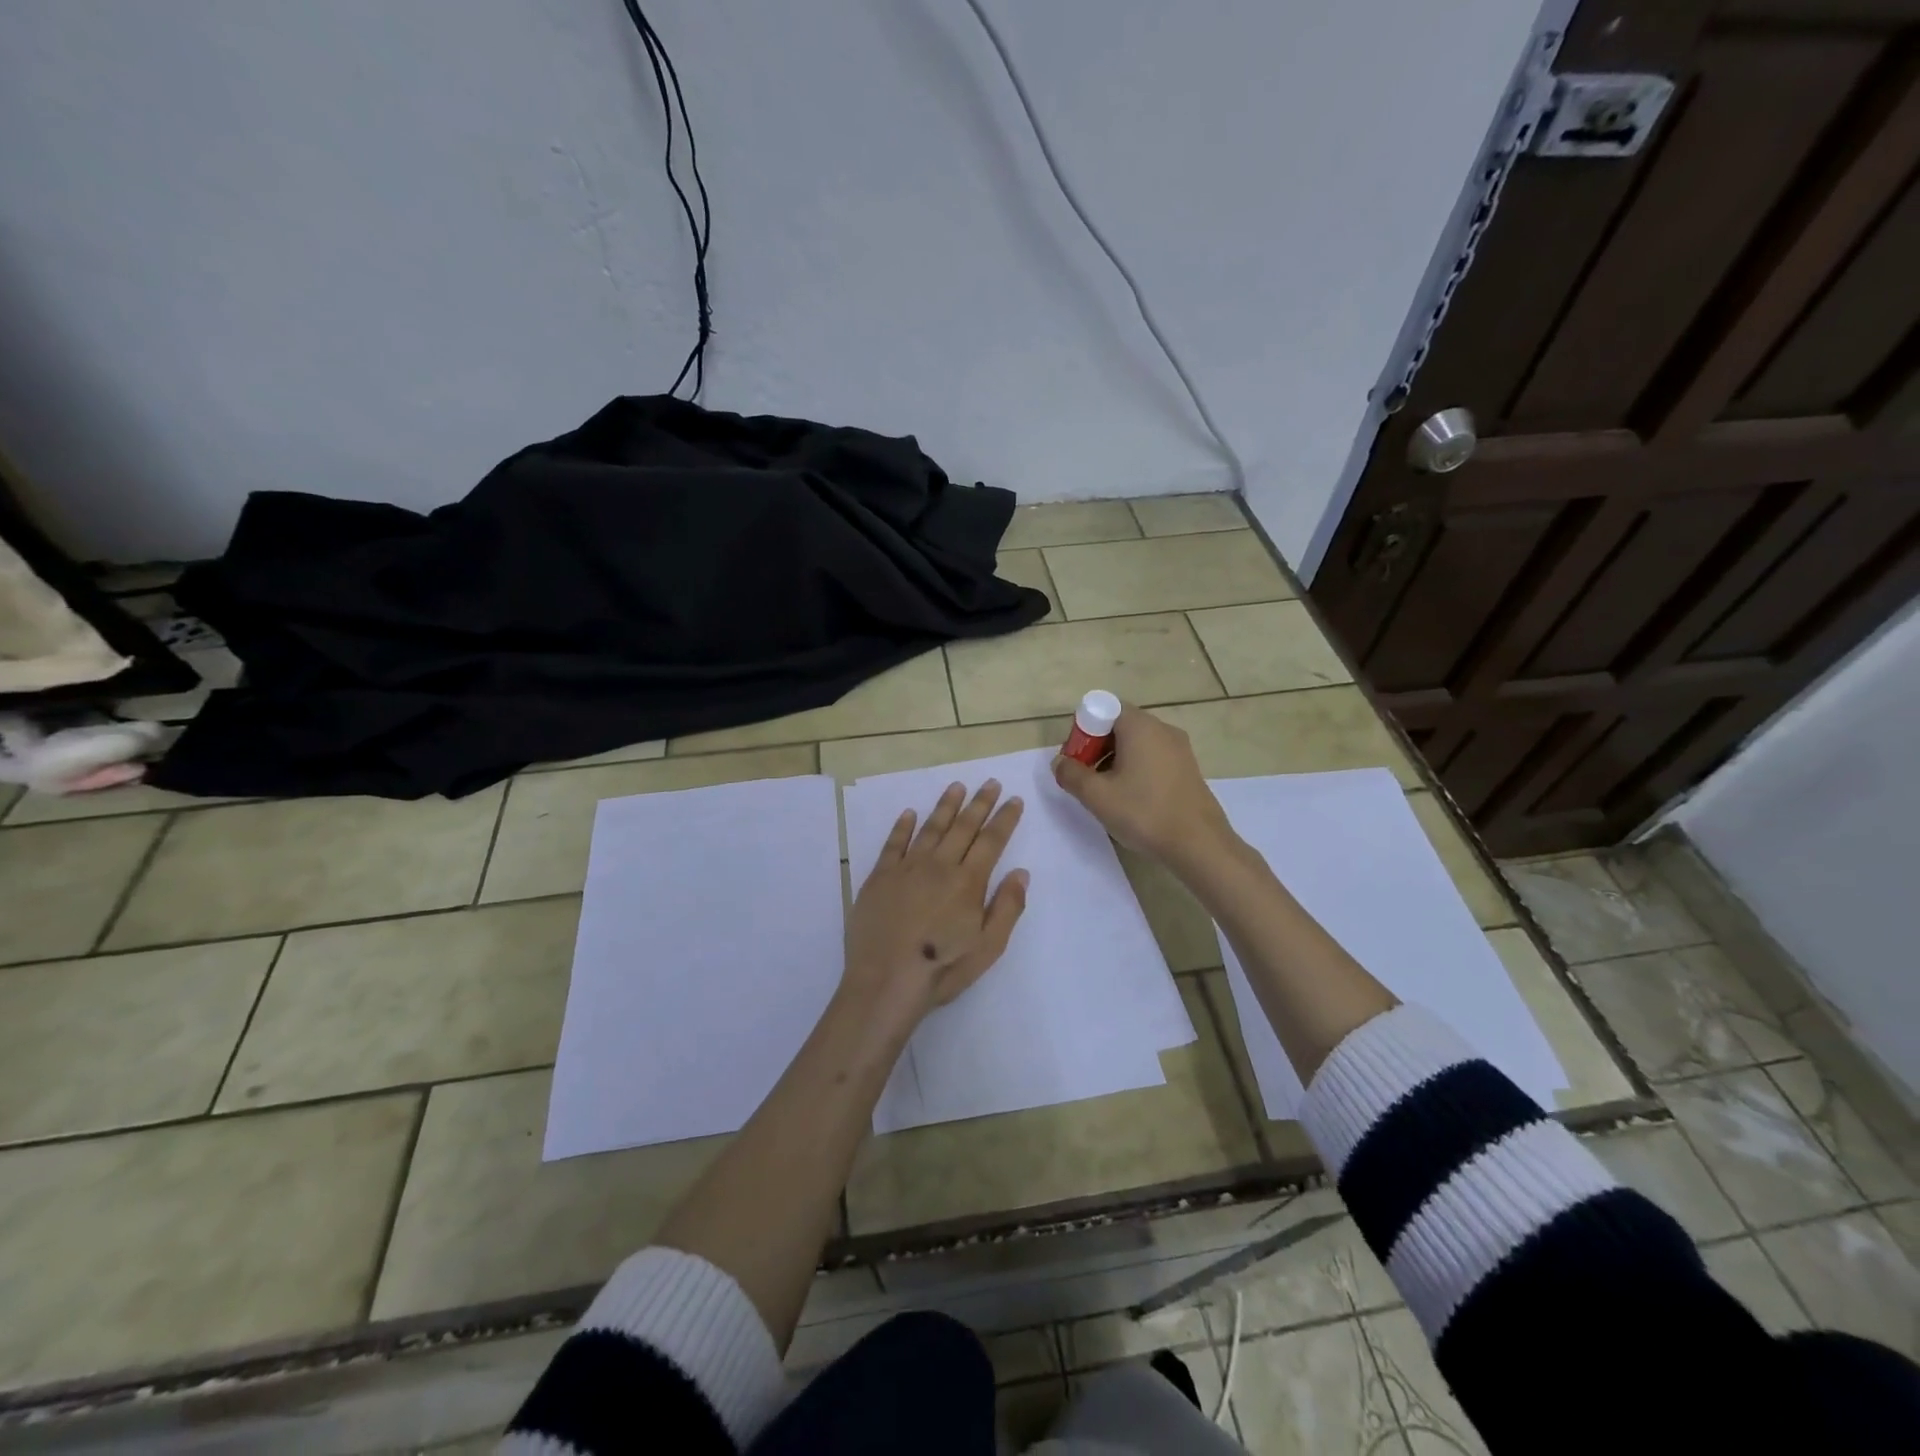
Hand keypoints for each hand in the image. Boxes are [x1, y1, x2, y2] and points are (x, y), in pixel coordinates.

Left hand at [843, 779, 1027, 1019]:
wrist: (884, 982)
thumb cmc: (941, 969)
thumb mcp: (988, 948)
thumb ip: (1007, 907)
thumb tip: (1021, 872)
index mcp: (968, 882)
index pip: (991, 841)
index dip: (1005, 818)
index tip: (1014, 800)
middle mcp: (939, 866)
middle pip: (963, 827)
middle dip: (980, 803)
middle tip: (990, 783)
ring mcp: (906, 868)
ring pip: (930, 828)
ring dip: (945, 806)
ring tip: (957, 787)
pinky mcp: (880, 877)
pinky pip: (893, 843)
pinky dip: (902, 826)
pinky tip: (909, 813)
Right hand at [1052, 705, 1236, 867]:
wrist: (1199, 844)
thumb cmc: (1144, 813)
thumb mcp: (1097, 796)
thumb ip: (1071, 774)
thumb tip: (1059, 762)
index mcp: (1140, 727)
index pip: (1104, 709)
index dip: (1083, 731)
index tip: (1076, 760)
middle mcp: (1162, 729)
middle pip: (1120, 725)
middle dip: (1096, 747)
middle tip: (1086, 778)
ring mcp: (1179, 748)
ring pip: (1137, 743)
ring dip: (1115, 760)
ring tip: (1107, 792)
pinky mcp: (1188, 768)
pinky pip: (1153, 757)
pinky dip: (1136, 768)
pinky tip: (1132, 798)